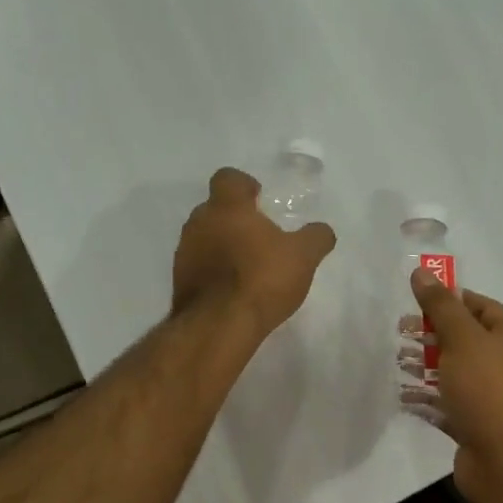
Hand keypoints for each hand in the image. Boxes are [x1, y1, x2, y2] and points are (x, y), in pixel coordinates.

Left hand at [173, 168, 336, 337]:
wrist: (219, 325)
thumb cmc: (261, 278)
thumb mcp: (303, 257)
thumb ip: (316, 237)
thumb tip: (322, 231)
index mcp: (227, 206)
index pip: (228, 178)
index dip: (244, 185)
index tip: (260, 200)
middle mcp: (199, 223)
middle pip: (214, 209)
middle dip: (235, 218)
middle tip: (259, 237)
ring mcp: (185, 252)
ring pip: (204, 238)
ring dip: (222, 246)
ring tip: (247, 267)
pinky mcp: (179, 281)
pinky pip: (199, 266)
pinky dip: (214, 271)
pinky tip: (233, 290)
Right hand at [406, 272, 502, 500]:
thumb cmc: (490, 390)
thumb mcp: (463, 339)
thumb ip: (441, 307)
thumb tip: (421, 272)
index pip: (480, 306)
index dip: (448, 300)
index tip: (415, 302)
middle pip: (465, 340)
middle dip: (432, 335)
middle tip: (400, 333)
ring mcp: (493, 398)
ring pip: (455, 373)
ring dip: (426, 367)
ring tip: (397, 363)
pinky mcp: (477, 427)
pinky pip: (449, 406)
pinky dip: (428, 400)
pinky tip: (404, 397)